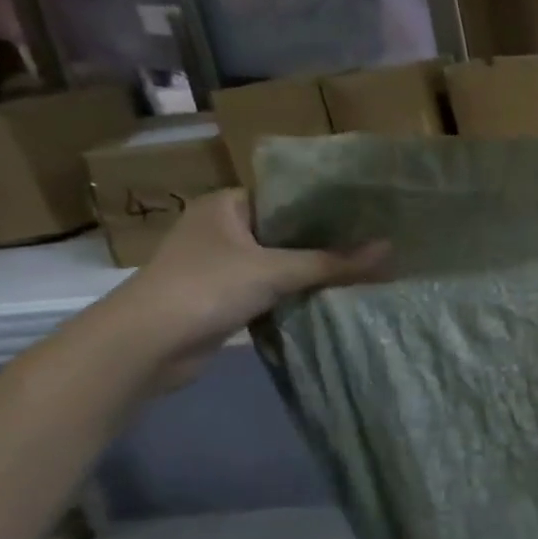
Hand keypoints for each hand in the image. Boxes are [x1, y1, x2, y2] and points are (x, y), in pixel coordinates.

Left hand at [98, 190, 388, 387]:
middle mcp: (224, 228)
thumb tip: (390, 250)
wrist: (147, 345)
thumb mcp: (276, 271)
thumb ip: (333, 261)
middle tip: (377, 239)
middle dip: (328, 238)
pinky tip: (336, 294)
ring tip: (367, 266)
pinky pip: (274, 287)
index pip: (286, 193)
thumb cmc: (206, 288)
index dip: (327, 202)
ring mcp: (224, 264)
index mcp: (226, 205)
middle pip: (288, 229)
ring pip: (282, 260)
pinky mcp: (228, 296)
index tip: (369, 209)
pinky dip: (300, 291)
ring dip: (315, 268)